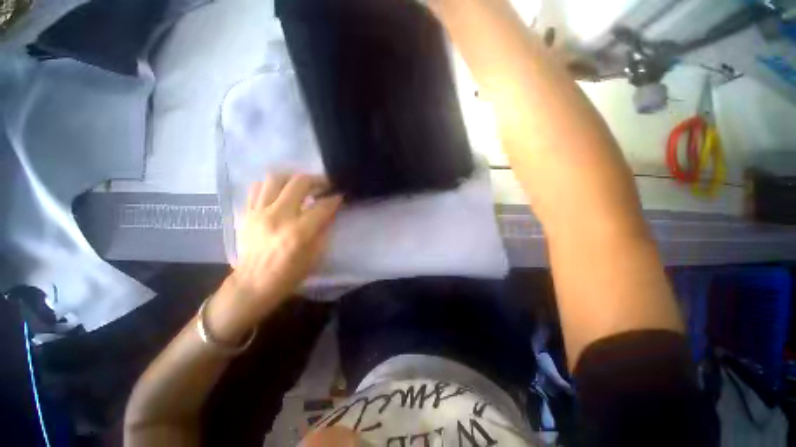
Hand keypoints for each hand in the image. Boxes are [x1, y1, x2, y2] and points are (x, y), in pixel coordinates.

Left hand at [208, 174, 341, 340]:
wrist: (253, 284)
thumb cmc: (289, 274)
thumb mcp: (315, 255)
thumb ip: (324, 229)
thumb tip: (330, 210)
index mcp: (298, 232)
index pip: (322, 206)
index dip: (335, 199)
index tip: (340, 196)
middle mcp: (278, 217)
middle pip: (299, 183)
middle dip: (317, 181)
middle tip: (325, 185)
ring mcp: (259, 212)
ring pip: (276, 178)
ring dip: (293, 178)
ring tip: (302, 185)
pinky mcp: (247, 213)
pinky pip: (257, 187)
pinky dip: (272, 185)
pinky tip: (281, 192)